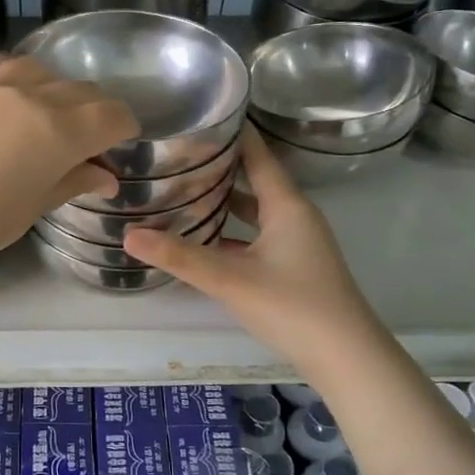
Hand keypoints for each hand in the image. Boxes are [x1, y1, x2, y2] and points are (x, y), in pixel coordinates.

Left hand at [0, 53, 139, 292]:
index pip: (110, 114)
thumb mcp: (26, 211)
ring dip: (49, 90)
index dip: (123, 127)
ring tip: (38, 116)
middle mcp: (26, 95)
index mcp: (56, 132)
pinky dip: (4, 76)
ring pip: (34, 70)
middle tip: (82, 139)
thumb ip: (69, 183)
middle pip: (77, 90)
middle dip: (91, 111)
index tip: (119, 142)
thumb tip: (105, 175)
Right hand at [122, 127, 382, 373]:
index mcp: (287, 205)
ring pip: (256, 211)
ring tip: (184, 192)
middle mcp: (295, 216)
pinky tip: (206, 241)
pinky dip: (233, 232)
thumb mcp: (230, 280)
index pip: (257, 155)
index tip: (197, 116)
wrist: (347, 359)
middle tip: (177, 156)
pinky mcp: (295, 266)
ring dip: (225, 202)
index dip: (230, 134)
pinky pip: (258, 236)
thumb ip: (179, 257)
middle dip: (218, 168)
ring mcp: (298, 242)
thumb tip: (128, 235)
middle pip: (254, 180)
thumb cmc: (293, 307)